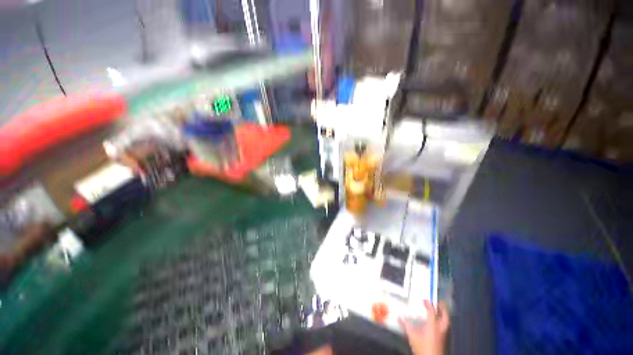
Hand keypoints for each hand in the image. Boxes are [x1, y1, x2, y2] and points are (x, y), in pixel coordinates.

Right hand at [399, 300, 449, 354]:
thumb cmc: (422, 347)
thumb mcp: (412, 335)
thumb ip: (405, 325)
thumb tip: (399, 316)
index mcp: (433, 325)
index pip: (432, 311)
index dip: (429, 304)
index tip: (424, 299)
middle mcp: (440, 328)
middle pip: (445, 315)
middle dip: (442, 307)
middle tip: (437, 301)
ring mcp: (443, 334)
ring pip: (446, 321)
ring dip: (442, 314)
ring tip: (437, 309)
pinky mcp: (443, 339)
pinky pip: (444, 326)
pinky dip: (441, 320)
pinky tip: (435, 321)